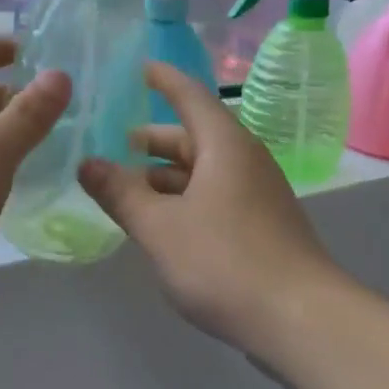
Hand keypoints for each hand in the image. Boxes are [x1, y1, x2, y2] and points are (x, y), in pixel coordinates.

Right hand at [78, 62, 340, 348]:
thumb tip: (87, 164)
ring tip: (126, 190)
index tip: (139, 67)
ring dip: (165, 177)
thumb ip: (121, 193)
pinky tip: (161, 224)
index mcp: (225, 145)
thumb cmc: (225, 261)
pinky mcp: (262, 227)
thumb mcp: (160, 227)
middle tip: (114, 143)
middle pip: (194, 137)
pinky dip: (184, 200)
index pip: (190, 96)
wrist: (301, 321)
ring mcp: (257, 196)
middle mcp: (245, 161)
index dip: (163, 80)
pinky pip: (215, 197)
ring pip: (204, 171)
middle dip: (153, 140)